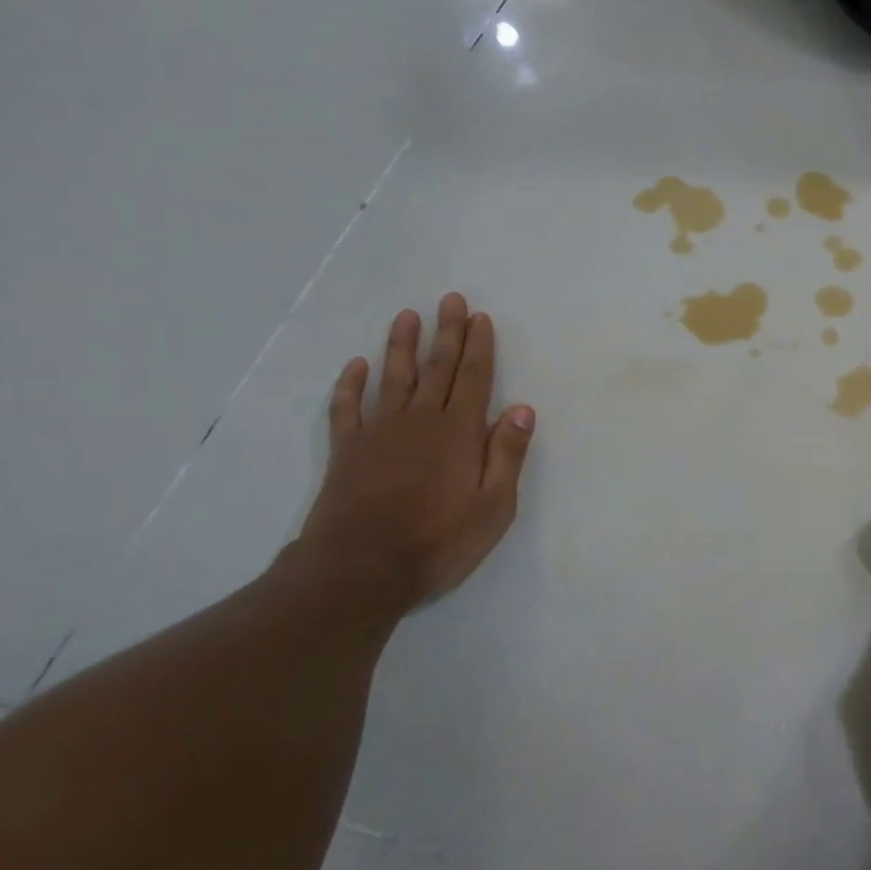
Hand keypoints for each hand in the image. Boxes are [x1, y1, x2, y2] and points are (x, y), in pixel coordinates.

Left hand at [293, 293, 535, 611]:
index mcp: (458, 433)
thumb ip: (507, 454)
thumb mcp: (494, 506)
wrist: (360, 570)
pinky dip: (352, 385)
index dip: (479, 347)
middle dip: (446, 333)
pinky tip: (357, 366)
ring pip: (393, 378)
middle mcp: (420, 421)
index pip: (474, 379)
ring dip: (401, 346)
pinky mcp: (348, 451)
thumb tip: (522, 408)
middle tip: (450, 300)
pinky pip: (348, 408)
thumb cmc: (439, 540)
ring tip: (407, 316)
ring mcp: (379, 433)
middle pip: (437, 369)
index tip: (480, 317)